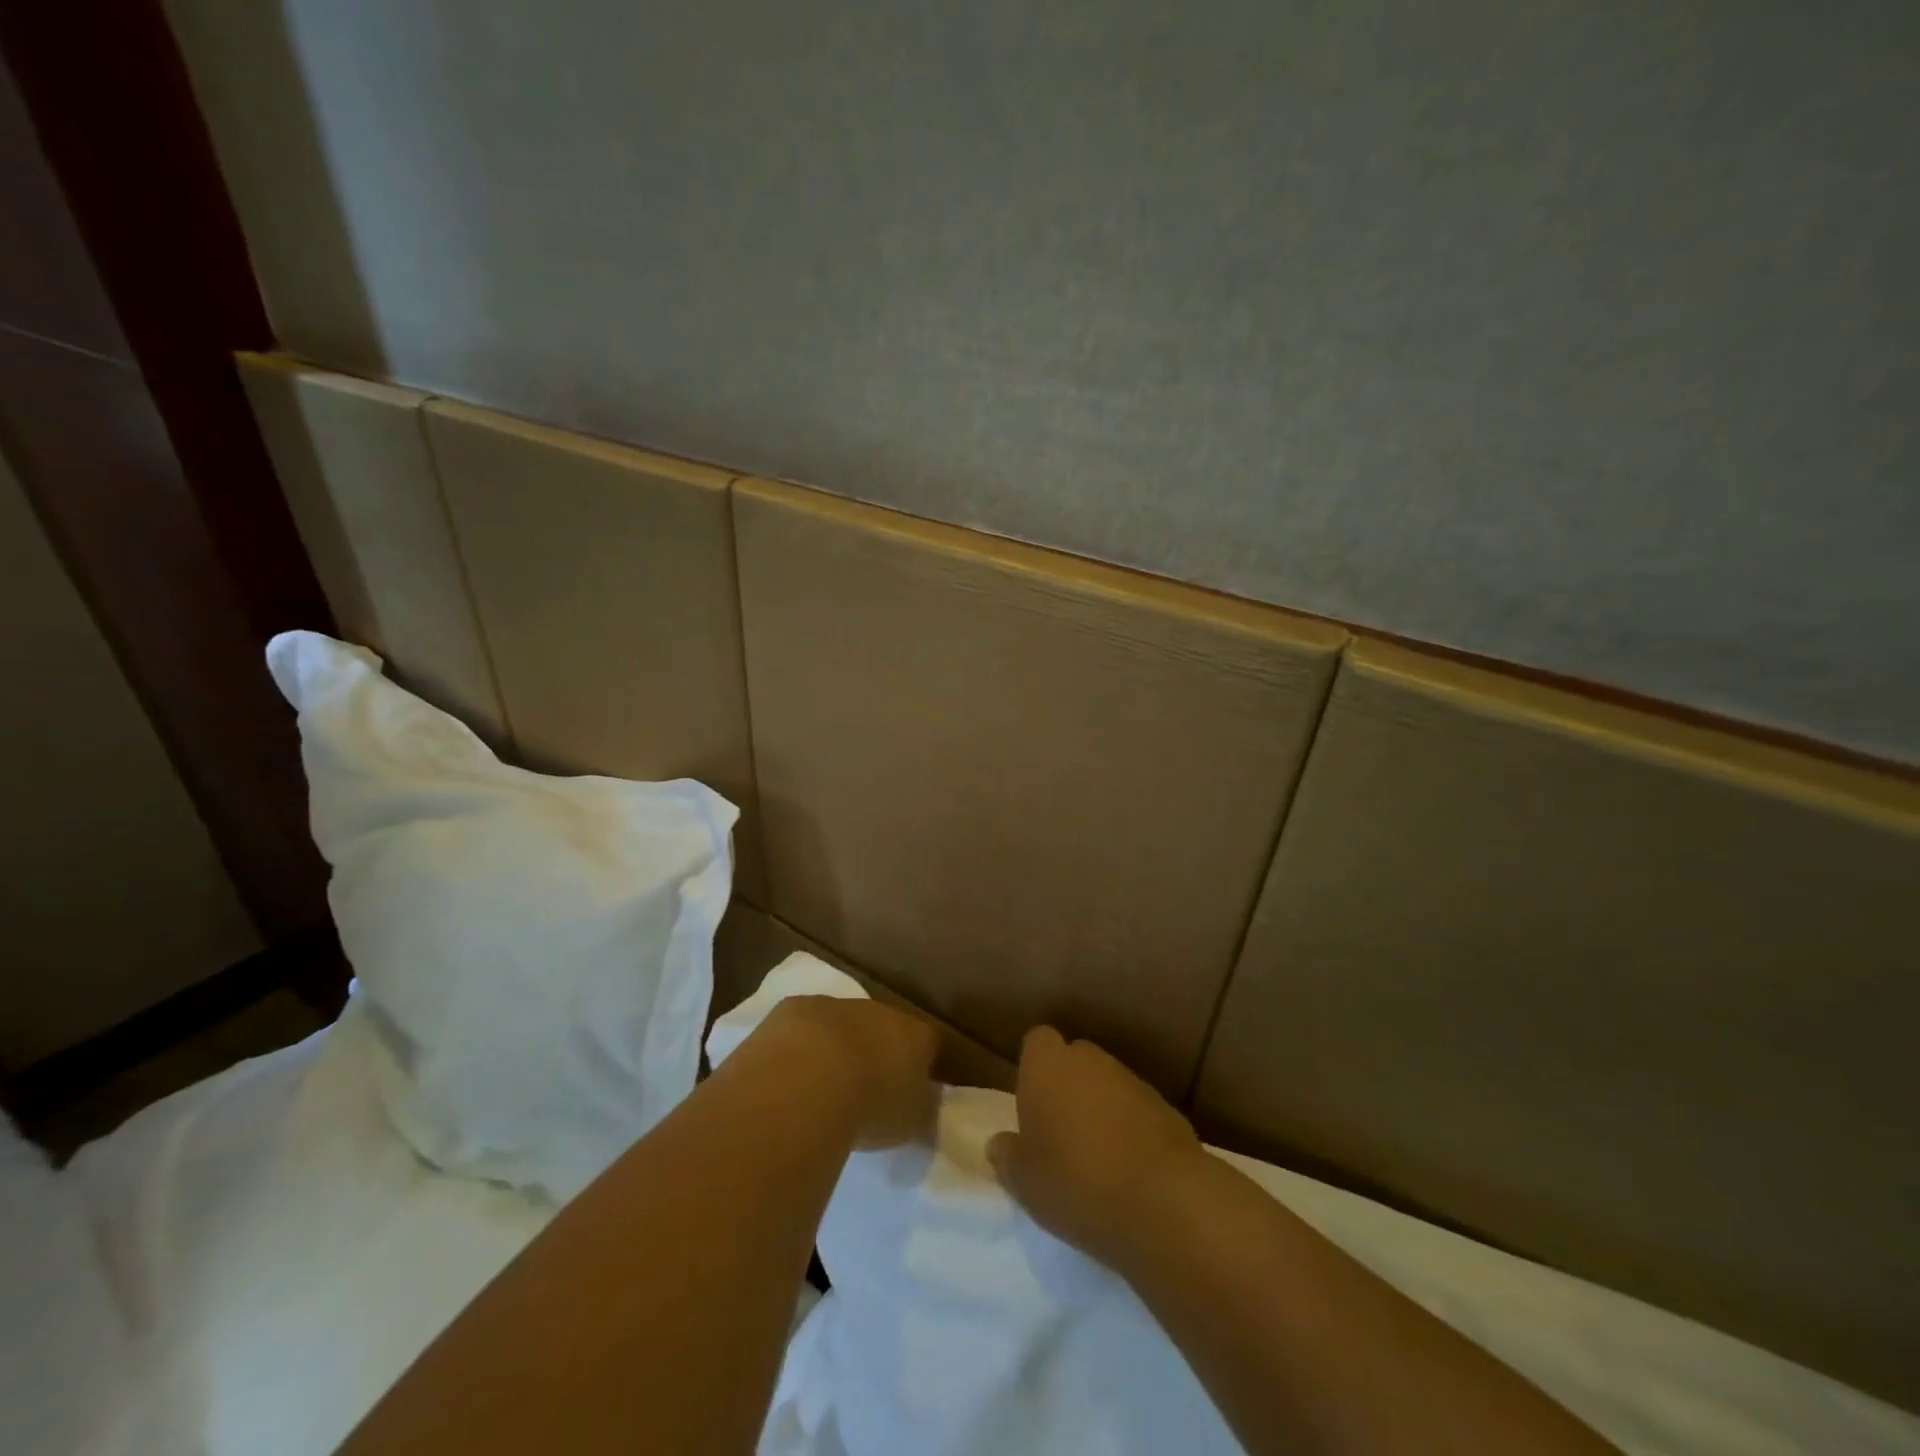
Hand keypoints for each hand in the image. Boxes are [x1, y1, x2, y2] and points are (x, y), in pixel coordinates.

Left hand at [757, 996, 939, 1148]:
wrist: (808, 1082)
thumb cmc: (871, 1107)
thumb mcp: (912, 1124)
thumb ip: (922, 1111)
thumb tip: (922, 1107)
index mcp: (916, 1035)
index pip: (931, 1043)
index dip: (925, 1064)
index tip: (916, 1089)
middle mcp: (880, 1011)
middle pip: (884, 1028)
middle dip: (877, 1052)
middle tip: (866, 1088)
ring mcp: (836, 1006)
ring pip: (842, 1023)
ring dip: (837, 1046)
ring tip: (823, 1086)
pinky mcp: (794, 1009)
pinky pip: (803, 1026)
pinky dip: (800, 1045)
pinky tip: (789, 1073)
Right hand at [987, 1026, 1204, 1269]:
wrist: (1162, 1200)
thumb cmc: (1075, 1181)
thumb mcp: (1024, 1182)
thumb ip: (1007, 1156)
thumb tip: (998, 1143)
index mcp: (1047, 1065)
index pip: (1037, 1041)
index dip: (1034, 1067)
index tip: (1032, 1103)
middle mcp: (1089, 1059)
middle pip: (1074, 1059)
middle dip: (1068, 1085)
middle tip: (1060, 1132)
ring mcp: (1131, 1079)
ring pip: (1107, 1083)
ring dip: (1101, 1107)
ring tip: (1097, 1156)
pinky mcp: (1165, 1106)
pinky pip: (1137, 1109)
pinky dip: (1132, 1128)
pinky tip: (1131, 1168)